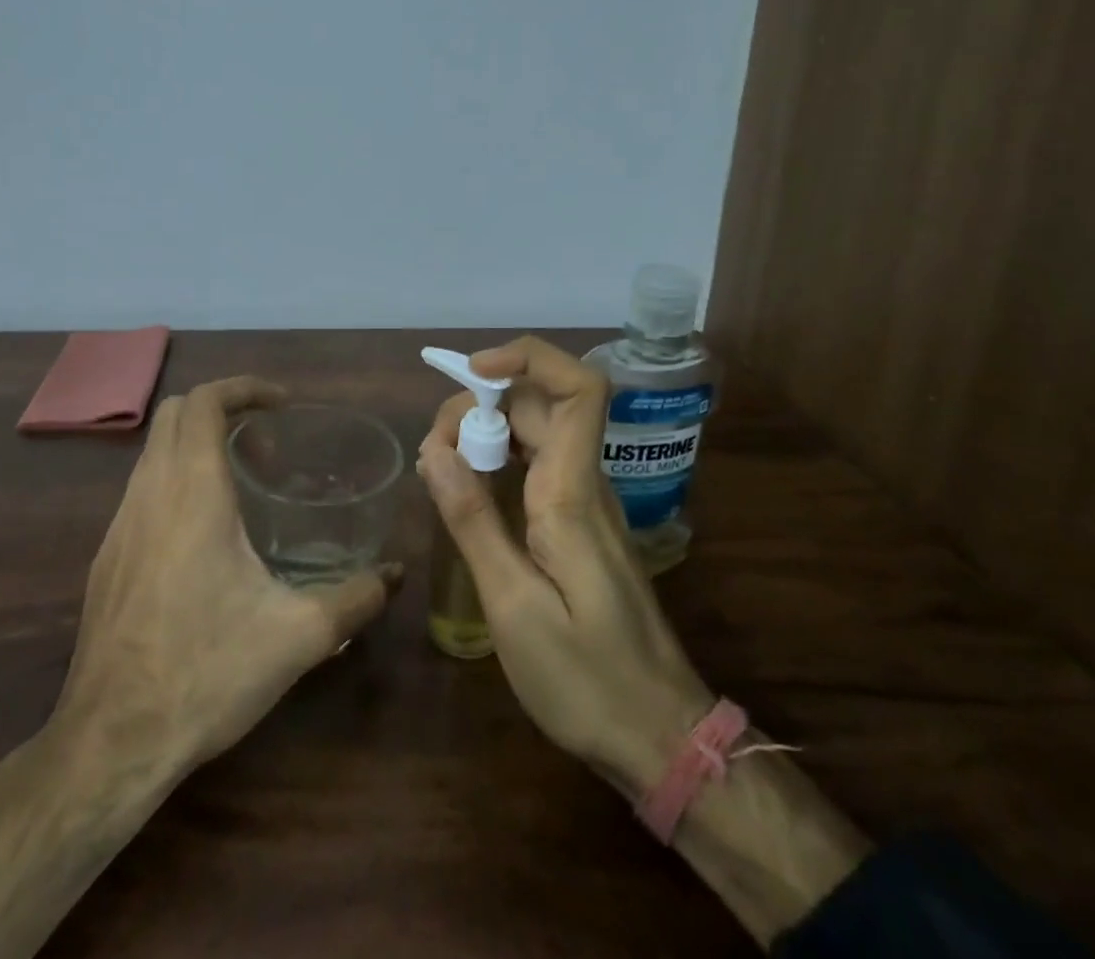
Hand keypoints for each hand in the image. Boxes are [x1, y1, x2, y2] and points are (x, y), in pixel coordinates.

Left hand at [60, 376, 399, 771]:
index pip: (205, 402)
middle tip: (266, 446)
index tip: (281, 403)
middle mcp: (149, 493)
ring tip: (243, 488)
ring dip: (197, 447)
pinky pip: (142, 490)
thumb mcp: (298, 636)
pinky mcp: (106, 558)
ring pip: (154, 452)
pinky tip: (206, 539)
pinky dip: (176, 481)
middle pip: (175, 414)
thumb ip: (355, 599)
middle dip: (223, 411)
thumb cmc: (207, 671)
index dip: (244, 388)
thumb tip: (395, 576)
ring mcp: (119, 526)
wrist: (111, 742)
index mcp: (192, 492)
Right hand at [419, 338, 710, 795]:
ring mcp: (587, 503)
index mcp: (573, 493)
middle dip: (482, 403)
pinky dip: (499, 458)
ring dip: (487, 429)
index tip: (472, 372)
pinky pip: (539, 465)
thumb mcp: (514, 607)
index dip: (528, 357)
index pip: (578, 389)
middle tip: (433, 450)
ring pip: (539, 432)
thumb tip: (435, 451)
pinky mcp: (581, 526)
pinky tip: (467, 490)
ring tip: (439, 466)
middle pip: (542, 404)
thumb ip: (474, 522)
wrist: (661, 737)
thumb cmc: (586, 679)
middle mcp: (585, 483)